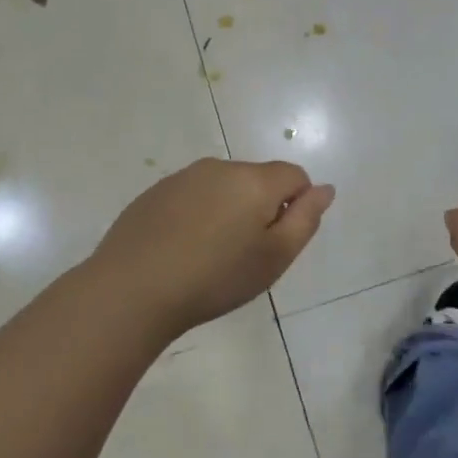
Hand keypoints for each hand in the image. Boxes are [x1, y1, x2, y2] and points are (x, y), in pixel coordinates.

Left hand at [90, 158, 334, 340]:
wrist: (133, 289)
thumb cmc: (215, 278)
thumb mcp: (274, 257)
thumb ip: (305, 218)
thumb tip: (325, 189)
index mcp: (254, 180)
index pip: (295, 175)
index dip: (296, 206)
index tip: (276, 242)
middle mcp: (220, 167)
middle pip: (257, 179)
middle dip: (260, 208)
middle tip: (245, 255)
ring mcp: (183, 177)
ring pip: (223, 187)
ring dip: (227, 211)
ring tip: (210, 256)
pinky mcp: (154, 192)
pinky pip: (191, 196)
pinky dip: (196, 216)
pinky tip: (181, 250)